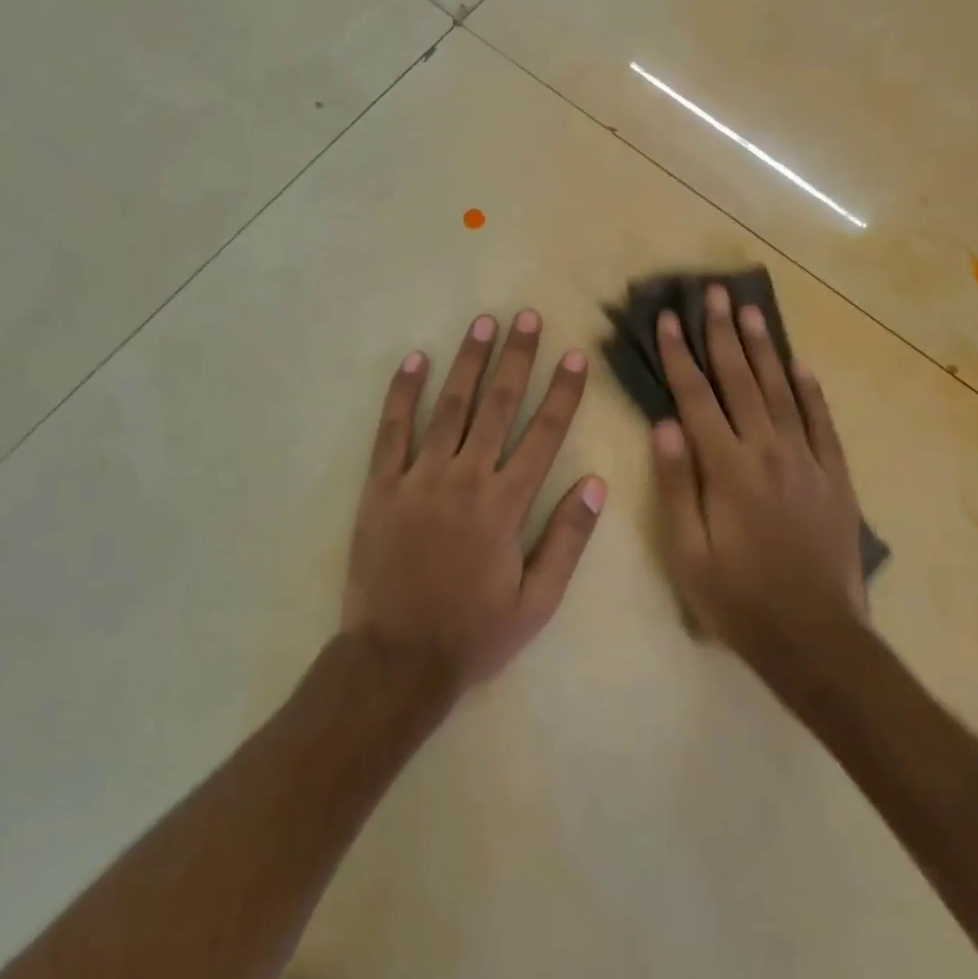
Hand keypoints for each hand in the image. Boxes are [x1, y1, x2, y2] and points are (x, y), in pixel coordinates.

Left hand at [343, 310, 604, 693]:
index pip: (543, 435)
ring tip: (483, 324)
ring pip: (450, 407)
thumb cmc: (474, 633)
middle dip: (516, 358)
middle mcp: (465, 479)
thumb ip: (567, 540)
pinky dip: (403, 393)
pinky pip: (392, 430)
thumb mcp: (537, 602)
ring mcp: (419, 477)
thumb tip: (596, 483)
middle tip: (527, 318)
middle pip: (498, 406)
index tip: (575, 356)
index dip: (563, 392)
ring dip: (469, 362)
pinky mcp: (381, 486)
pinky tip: (416, 359)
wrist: (396, 661)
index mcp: (506, 505)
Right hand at [650, 283, 867, 673]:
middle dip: (723, 333)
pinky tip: (799, 364)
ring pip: (781, 390)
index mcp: (727, 468)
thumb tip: (664, 424)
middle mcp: (768, 450)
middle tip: (713, 292)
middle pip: (740, 379)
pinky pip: (822, 421)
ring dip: (763, 347)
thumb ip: (676, 484)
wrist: (816, 639)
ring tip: (750, 310)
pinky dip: (810, 389)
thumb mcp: (688, 552)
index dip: (680, 355)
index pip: (696, 397)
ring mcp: (807, 459)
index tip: (669, 318)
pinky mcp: (836, 476)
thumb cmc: (739, 599)